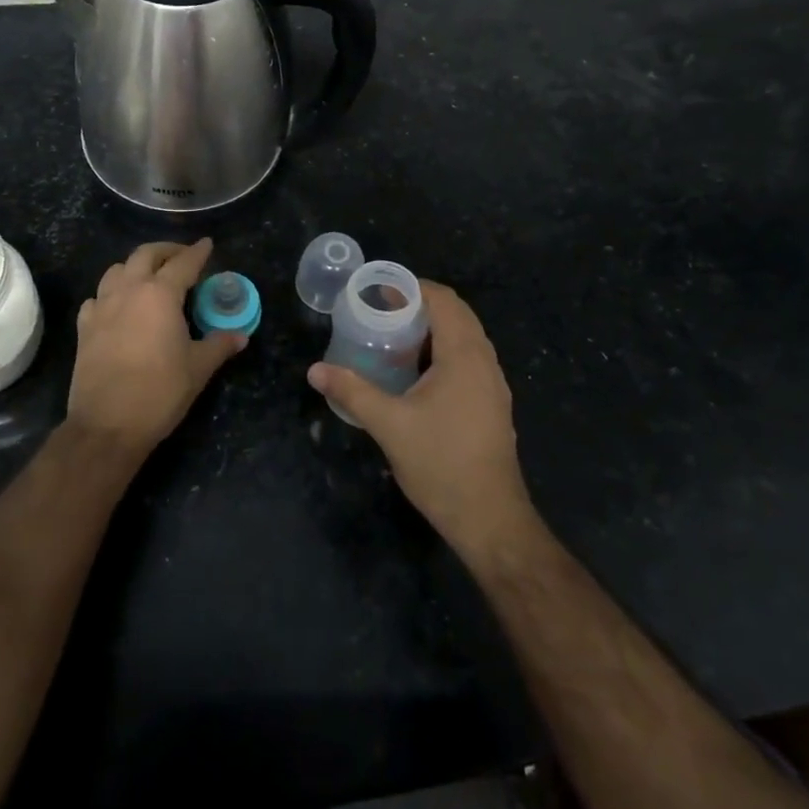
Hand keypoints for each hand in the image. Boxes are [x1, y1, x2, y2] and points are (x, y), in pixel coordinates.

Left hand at [69, 239, 246, 459]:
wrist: (107, 425)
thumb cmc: (160, 391)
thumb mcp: (198, 368)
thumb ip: (219, 345)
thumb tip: (241, 335)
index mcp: (160, 294)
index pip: (183, 263)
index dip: (197, 252)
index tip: (207, 244)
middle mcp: (129, 290)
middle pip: (145, 255)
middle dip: (165, 250)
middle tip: (181, 257)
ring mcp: (102, 307)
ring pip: (117, 270)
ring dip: (135, 267)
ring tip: (149, 277)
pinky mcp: (84, 328)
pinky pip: (97, 297)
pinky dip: (110, 293)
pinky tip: (117, 306)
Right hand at [308, 282, 535, 554]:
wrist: (490, 519)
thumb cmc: (441, 464)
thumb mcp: (389, 425)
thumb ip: (352, 392)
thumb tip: (315, 371)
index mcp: (464, 356)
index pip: (443, 301)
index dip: (412, 288)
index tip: (379, 291)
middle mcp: (484, 362)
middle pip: (457, 314)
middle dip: (420, 305)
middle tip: (381, 311)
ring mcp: (493, 385)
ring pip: (465, 338)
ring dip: (433, 329)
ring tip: (394, 337)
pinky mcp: (492, 405)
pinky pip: (469, 359)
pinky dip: (443, 351)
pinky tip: (416, 373)